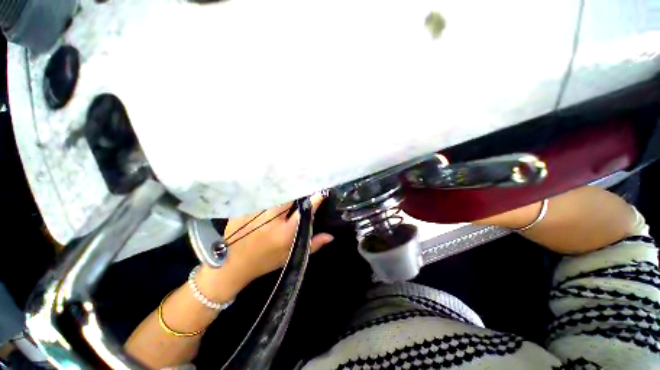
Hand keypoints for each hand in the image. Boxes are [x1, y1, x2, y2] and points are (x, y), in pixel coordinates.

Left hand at [197, 194, 333, 300]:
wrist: (231, 265)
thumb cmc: (265, 261)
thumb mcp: (291, 256)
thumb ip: (312, 245)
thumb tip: (331, 236)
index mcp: (285, 232)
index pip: (305, 210)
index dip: (314, 200)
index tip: (321, 192)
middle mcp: (271, 219)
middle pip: (289, 195)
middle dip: (298, 188)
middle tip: (305, 181)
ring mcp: (255, 212)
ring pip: (275, 192)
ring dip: (284, 186)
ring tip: (291, 178)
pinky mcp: (243, 208)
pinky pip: (261, 193)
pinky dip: (269, 188)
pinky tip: (272, 183)